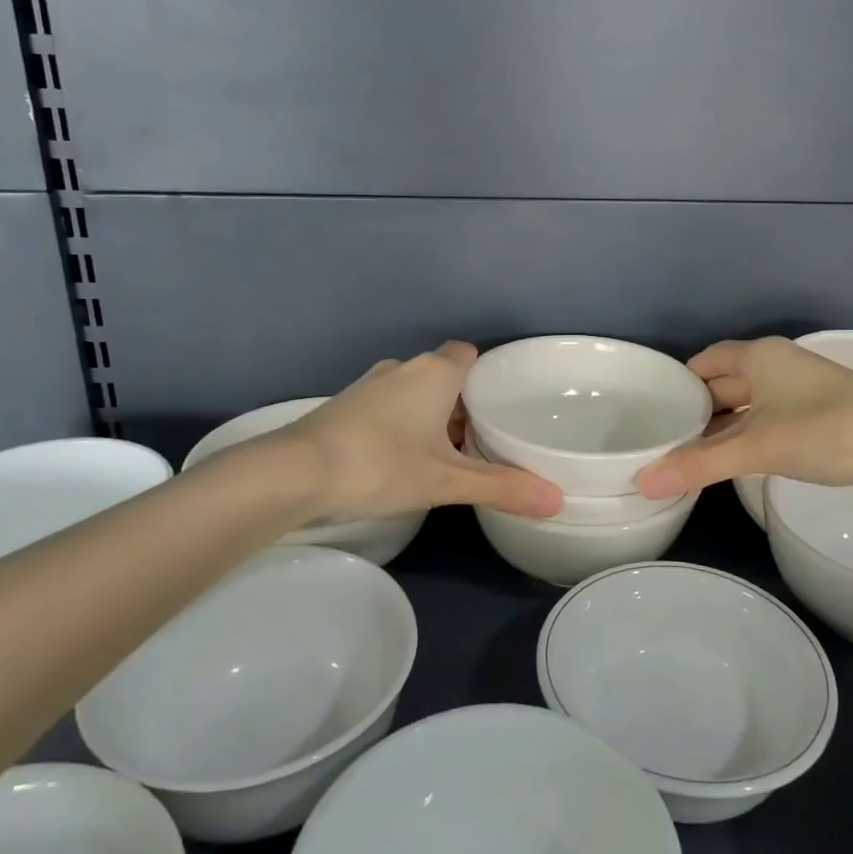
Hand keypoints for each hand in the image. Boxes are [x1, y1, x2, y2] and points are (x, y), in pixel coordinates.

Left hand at [270, 342, 562, 520]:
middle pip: (444, 375)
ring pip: (414, 392)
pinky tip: (402, 460)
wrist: (295, 472)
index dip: (487, 374)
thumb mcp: (447, 481)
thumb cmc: (381, 464)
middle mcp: (402, 369)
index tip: (501, 404)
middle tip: (484, 438)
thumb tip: (557, 500)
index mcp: (434, 372)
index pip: (470, 353)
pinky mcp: (345, 406)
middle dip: (463, 403)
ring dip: (431, 416)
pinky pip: (388, 406)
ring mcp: (369, 386)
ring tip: (448, 454)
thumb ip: (502, 487)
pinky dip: (402, 425)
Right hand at [635, 337, 852, 498]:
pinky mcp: (821, 416)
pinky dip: (749, 437)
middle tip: (664, 438)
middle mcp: (778, 366)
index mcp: (760, 357)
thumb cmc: (826, 430)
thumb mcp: (757, 447)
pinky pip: (770, 420)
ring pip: (750, 405)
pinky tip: (735, 461)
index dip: (680, 381)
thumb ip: (700, 464)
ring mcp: (802, 390)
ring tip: (690, 455)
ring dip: (724, 427)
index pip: (706, 360)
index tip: (654, 408)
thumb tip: (643, 481)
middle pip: (726, 383)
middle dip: (698, 409)